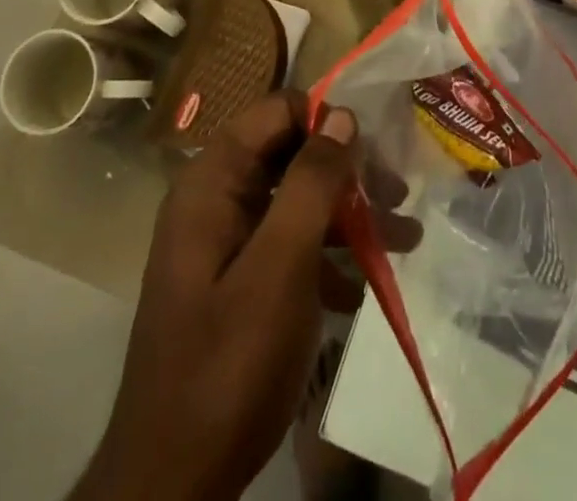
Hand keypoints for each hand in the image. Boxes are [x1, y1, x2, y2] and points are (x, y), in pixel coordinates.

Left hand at [81, 91, 363, 500]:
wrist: (173, 486)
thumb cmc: (229, 364)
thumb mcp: (281, 266)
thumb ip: (311, 182)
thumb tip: (342, 114)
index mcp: (212, 182)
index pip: (274, 112)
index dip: (324, 119)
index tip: (373, 147)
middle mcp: (215, 201)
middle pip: (288, 155)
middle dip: (345, 170)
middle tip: (398, 193)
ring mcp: (224, 244)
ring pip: (294, 201)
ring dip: (346, 215)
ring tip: (403, 237)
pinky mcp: (236, 283)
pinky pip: (288, 245)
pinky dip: (326, 256)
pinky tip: (361, 288)